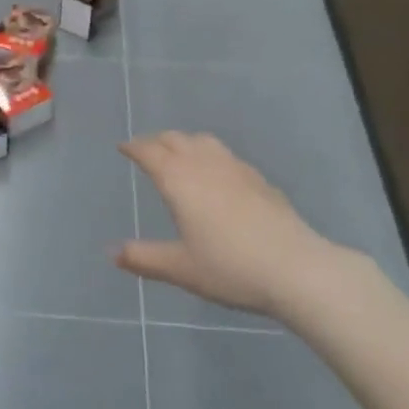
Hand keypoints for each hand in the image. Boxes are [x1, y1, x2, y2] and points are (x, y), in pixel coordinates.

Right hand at [115, 132, 353, 319]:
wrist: (296, 269)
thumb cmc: (230, 268)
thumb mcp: (181, 268)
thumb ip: (144, 258)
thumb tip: (112, 253)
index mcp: (179, 180)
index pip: (150, 152)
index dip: (134, 147)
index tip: (123, 147)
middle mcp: (204, 164)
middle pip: (175, 139)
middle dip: (156, 141)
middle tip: (145, 149)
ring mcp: (235, 168)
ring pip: (203, 141)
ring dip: (184, 142)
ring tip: (178, 153)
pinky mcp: (259, 179)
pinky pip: (225, 155)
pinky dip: (209, 155)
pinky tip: (217, 174)